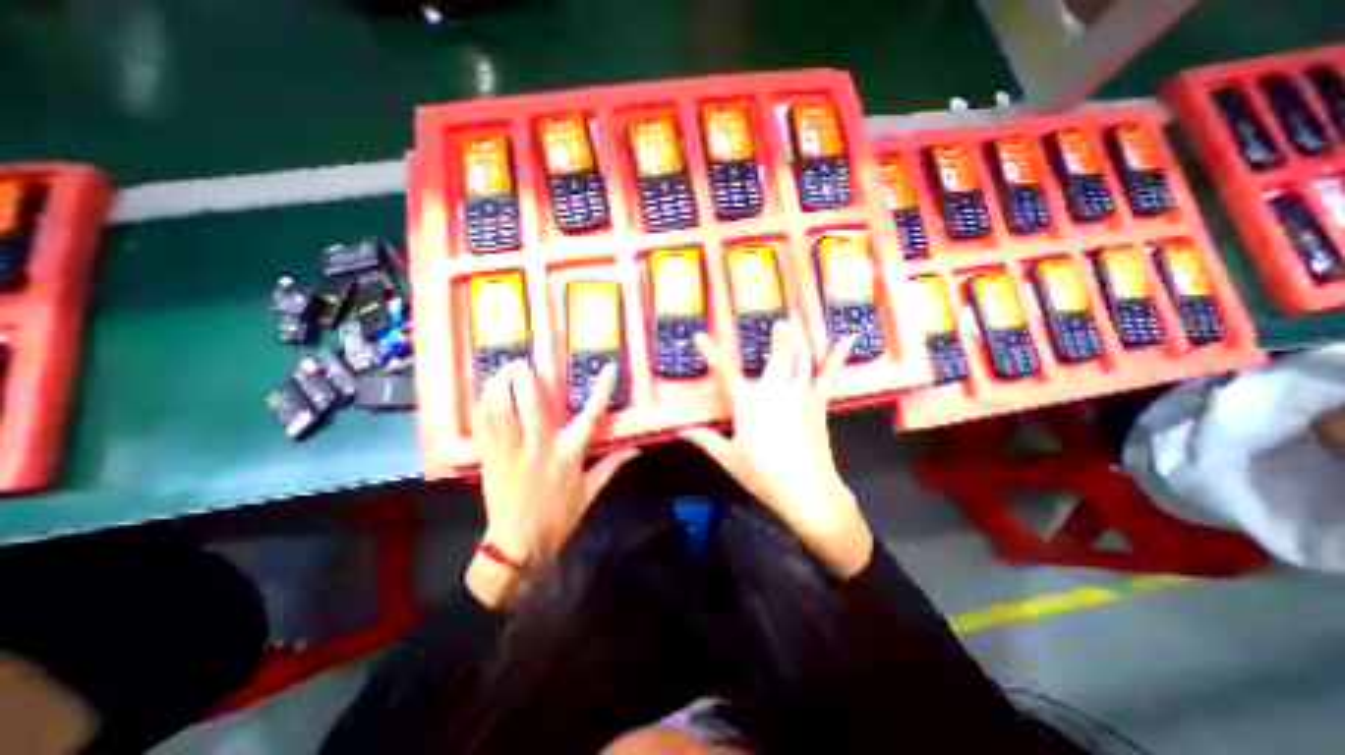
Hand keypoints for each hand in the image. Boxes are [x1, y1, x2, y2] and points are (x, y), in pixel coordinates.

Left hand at [465, 358, 637, 606]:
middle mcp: (541, 448)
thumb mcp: (590, 492)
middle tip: (523, 361)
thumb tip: (636, 450)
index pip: (591, 417)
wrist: (519, 545)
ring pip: (502, 412)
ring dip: (500, 386)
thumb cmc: (559, 518)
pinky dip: (482, 407)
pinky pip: (483, 427)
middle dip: (527, 379)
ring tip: (501, 369)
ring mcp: (512, 453)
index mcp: (569, 455)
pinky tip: (484, 394)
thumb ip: (612, 466)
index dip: (602, 391)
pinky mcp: (490, 460)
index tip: (608, 369)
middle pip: (533, 406)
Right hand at [685, 322, 872, 573]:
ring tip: (798, 320)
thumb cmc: (762, 474)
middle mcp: (774, 389)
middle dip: (779, 334)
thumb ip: (704, 440)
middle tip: (779, 321)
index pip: (724, 370)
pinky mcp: (818, 402)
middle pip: (778, 352)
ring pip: (802, 356)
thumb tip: (680, 432)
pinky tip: (847, 339)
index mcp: (747, 401)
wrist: (807, 491)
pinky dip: (837, 356)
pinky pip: (828, 374)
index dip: (710, 351)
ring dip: (800, 336)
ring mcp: (800, 392)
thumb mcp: (728, 458)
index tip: (699, 336)